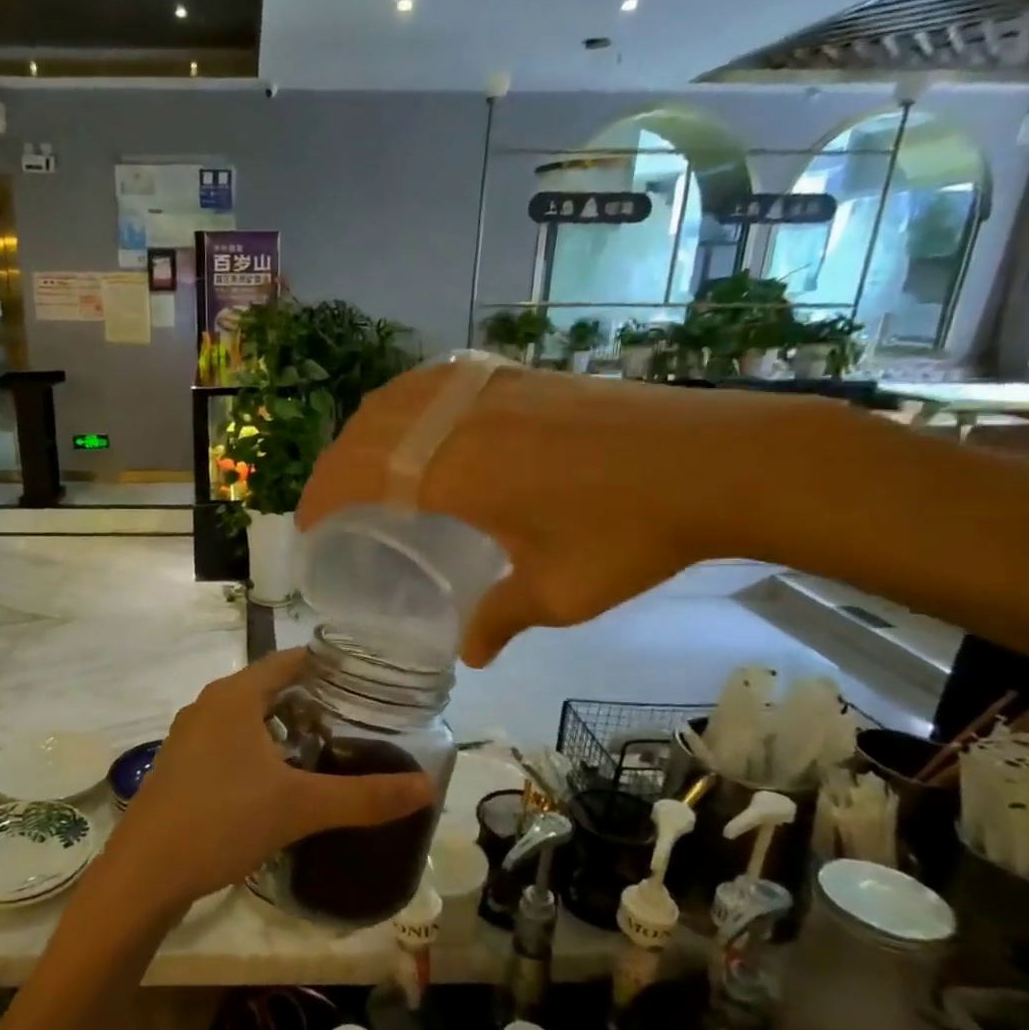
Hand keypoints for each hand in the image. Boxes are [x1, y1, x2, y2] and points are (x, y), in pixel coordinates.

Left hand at [102, 650, 432, 918]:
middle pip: (269, 689)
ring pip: (247, 718)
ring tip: (323, 752)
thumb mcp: (300, 807)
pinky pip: (229, 743)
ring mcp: (189, 736)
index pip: (290, 661)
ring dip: (283, 729)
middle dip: (311, 702)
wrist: (144, 873)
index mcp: (234, 696)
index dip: (328, 666)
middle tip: (354, 722)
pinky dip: (258, 750)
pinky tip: (277, 783)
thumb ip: (365, 796)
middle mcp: (208, 705)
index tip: (366, 682)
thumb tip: (427, 787)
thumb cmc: (222, 820)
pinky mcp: (180, 767)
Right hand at [298, 362, 789, 666]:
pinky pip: (438, 381)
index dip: (323, 497)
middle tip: (327, 505)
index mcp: (456, 468)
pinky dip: (406, 404)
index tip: (308, 527)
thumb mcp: (559, 593)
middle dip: (334, 465)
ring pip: (401, 397)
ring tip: (361, 465)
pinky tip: (418, 424)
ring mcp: (492, 389)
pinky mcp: (522, 377)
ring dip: (366, 431)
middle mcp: (460, 417)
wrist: (720, 460)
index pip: (361, 473)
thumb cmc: (631, 532)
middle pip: (370, 430)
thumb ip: (500, 618)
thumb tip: (469, 652)